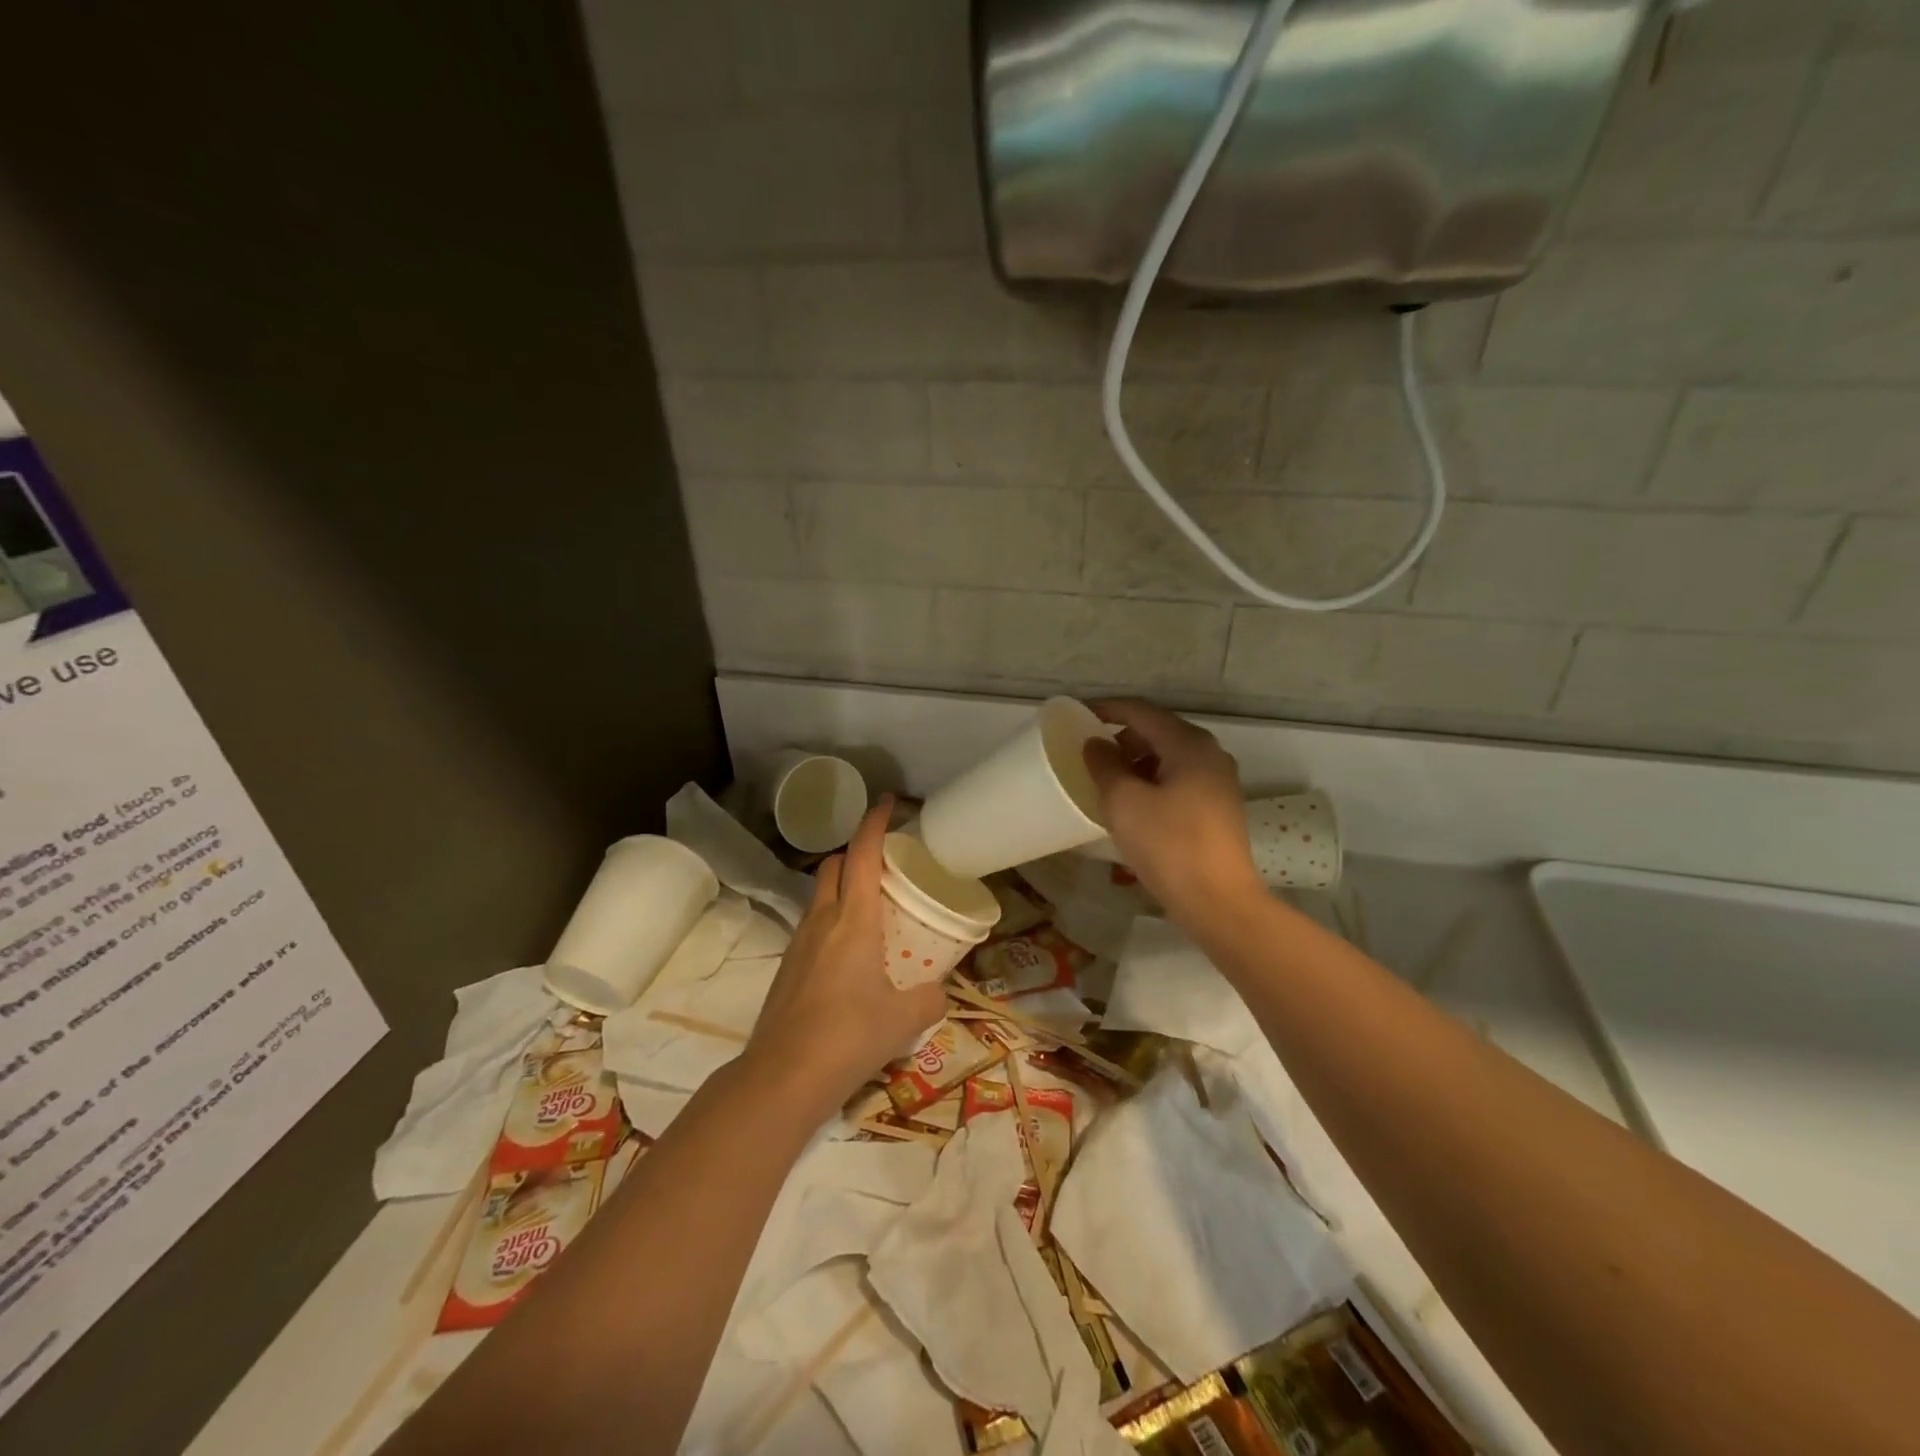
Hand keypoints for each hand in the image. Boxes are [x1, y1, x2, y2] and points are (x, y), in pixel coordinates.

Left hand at [745, 796, 946, 1116]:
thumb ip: (930, 1000)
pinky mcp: (787, 966)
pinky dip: (832, 920)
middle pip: (834, 865)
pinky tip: (850, 953)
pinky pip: (812, 925)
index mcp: (854, 919)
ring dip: (843, 887)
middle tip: (887, 864)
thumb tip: (940, 994)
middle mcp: (823, 920)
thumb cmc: (849, 1036)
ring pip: (820, 895)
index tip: (888, 802)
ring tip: (873, 908)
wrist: (782, 1076)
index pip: (863, 854)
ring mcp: (799, 942)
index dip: (875, 823)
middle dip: (857, 853)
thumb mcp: (904, 1020)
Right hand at [1082, 698, 1261, 919]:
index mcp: (1189, 744)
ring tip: (1109, 781)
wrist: (1218, 901)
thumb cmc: (1167, 845)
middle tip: (1091, 753)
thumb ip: (1105, 765)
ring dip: (1137, 761)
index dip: (1108, 709)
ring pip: (1170, 756)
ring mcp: (1219, 781)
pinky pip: (1180, 778)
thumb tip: (1096, 744)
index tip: (1079, 714)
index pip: (1142, 711)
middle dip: (1122, 737)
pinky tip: (1134, 804)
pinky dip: (1153, 780)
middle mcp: (1210, 754)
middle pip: (1158, 731)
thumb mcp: (1124, 802)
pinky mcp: (1219, 806)